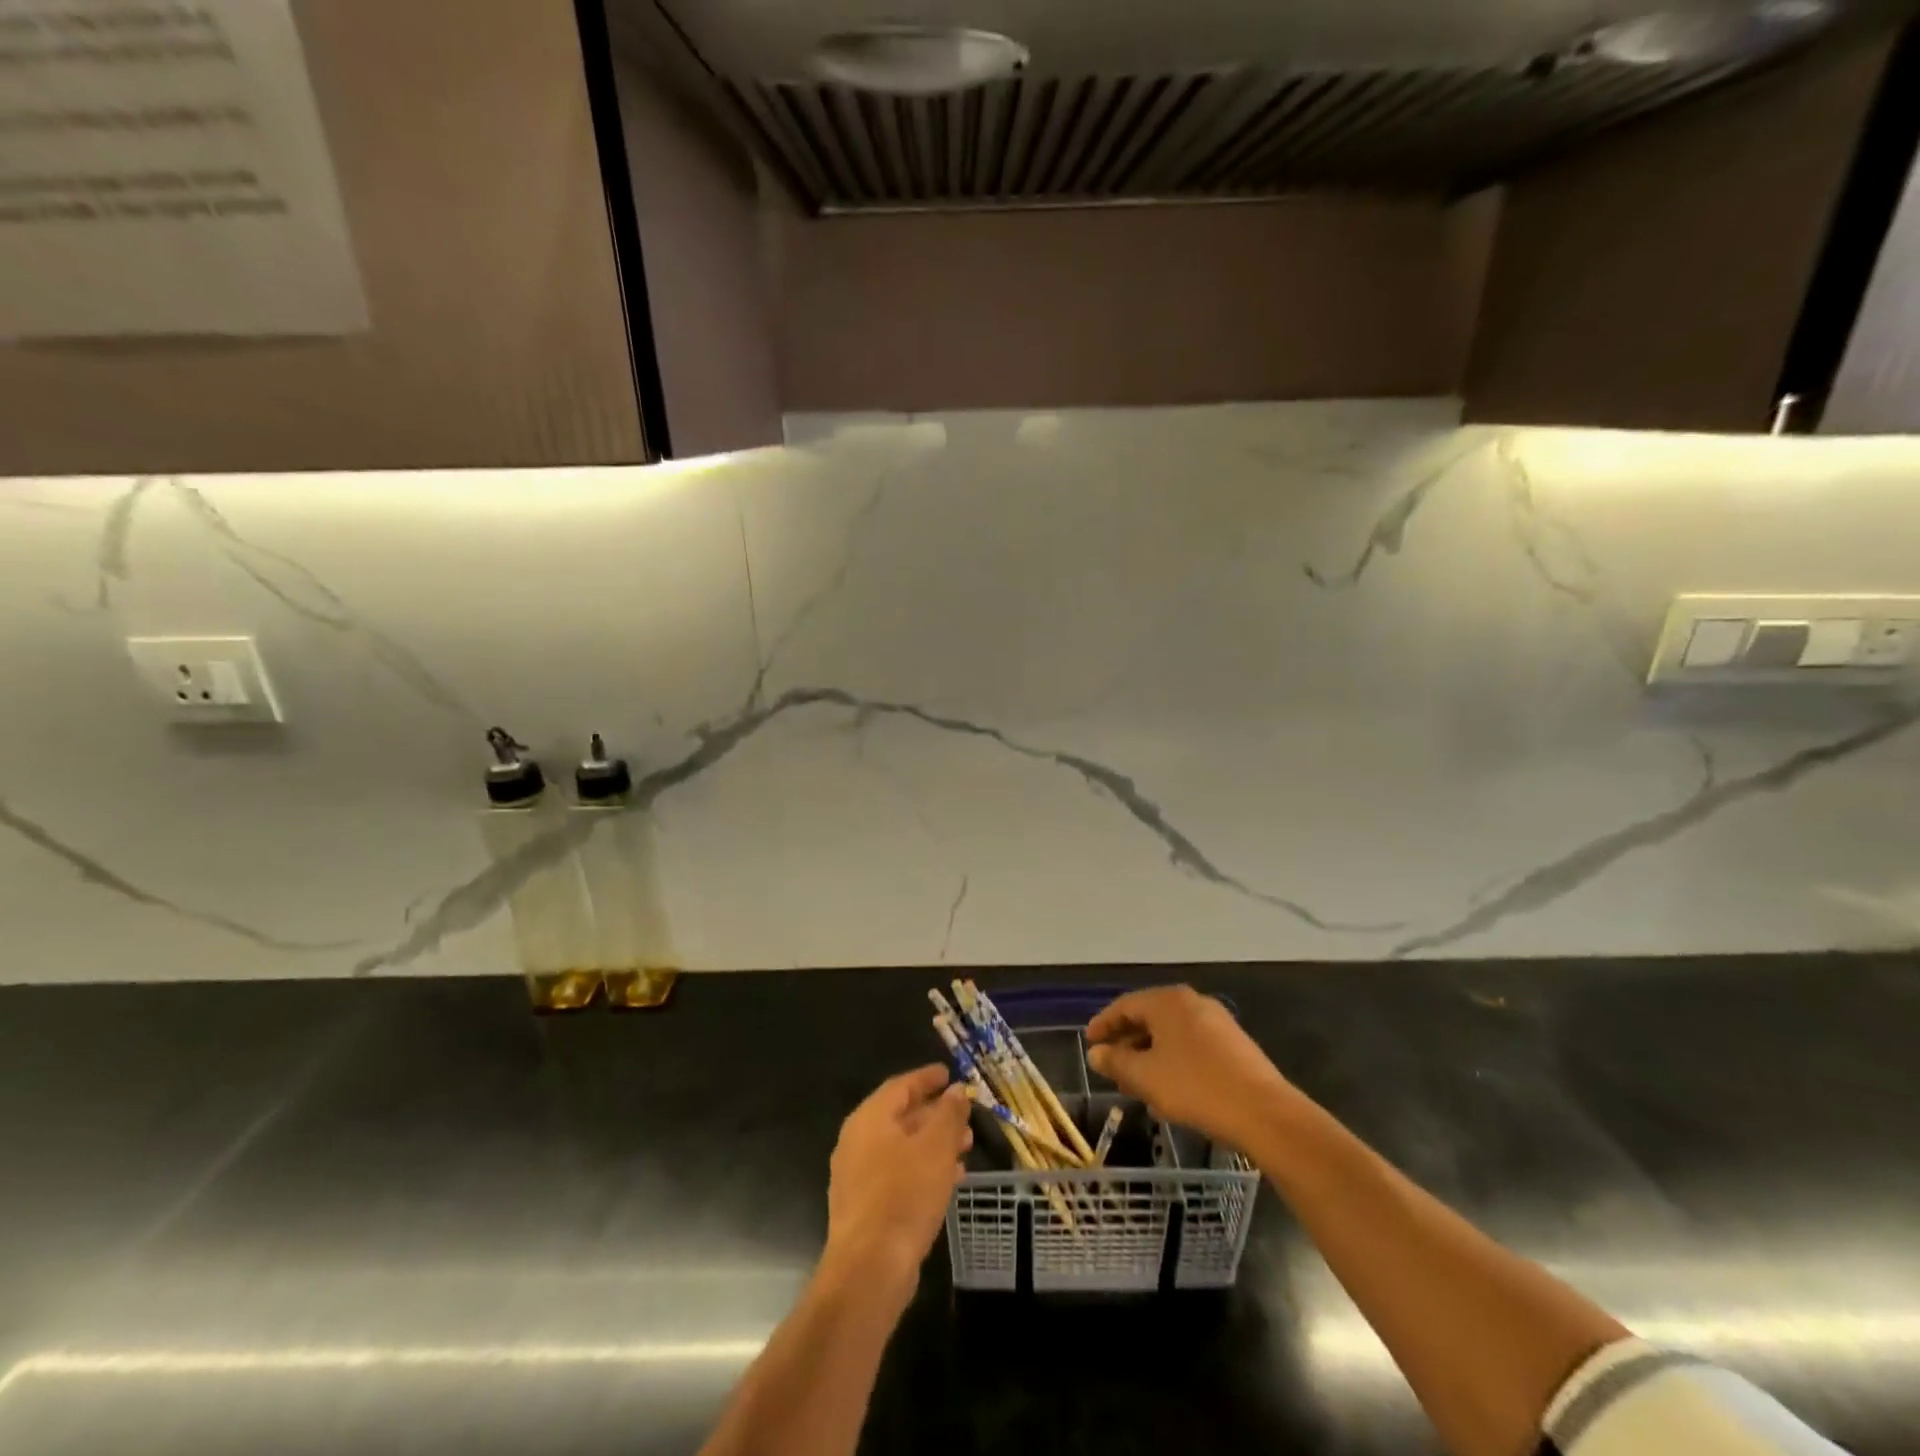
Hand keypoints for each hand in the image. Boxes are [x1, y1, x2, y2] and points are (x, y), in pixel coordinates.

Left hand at [823, 1065, 971, 1293]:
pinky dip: (924, 1169)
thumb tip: (956, 1090)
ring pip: (902, 1148)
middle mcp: (858, 1141)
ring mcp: (858, 1176)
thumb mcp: (936, 1147)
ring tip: (966, 1147)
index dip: (927, 1078)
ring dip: (934, 1144)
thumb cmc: (904, 1195)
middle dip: (936, 1114)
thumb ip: (948, 1114)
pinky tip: (950, 1179)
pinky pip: (899, 1174)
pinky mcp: (865, 1207)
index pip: (901, 1086)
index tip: (949, 1074)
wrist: (869, 1269)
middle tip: (965, 1115)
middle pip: (901, 1116)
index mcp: (870, 1118)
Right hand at [1086, 986, 1300, 1150]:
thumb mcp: (1146, 1077)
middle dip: (1127, 1041)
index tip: (1089, 1043)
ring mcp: (1217, 1021)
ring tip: (1136, 1083)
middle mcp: (1192, 1002)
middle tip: (1111, 1065)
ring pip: (1171, 1034)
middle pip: (1149, 1017)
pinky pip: (1191, 1045)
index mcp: (1168, 1001)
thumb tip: (1096, 1053)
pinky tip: (1169, 1089)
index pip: (1125, 1006)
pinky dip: (1173, 1060)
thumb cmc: (1196, 1088)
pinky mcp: (1234, 1044)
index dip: (1103, 1024)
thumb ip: (1116, 1062)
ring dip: (1150, 1054)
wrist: (1265, 1114)